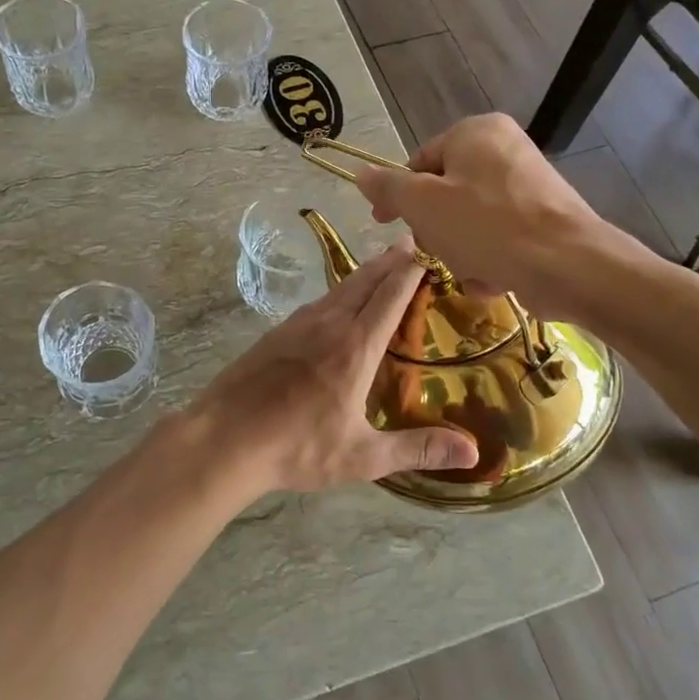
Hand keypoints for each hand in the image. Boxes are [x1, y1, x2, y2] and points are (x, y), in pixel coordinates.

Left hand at [177, 240, 478, 495]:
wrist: (225, 438)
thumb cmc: (298, 447)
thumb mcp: (362, 456)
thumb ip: (417, 449)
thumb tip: (473, 452)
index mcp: (355, 347)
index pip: (390, 297)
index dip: (411, 272)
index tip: (428, 252)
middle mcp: (328, 325)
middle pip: (365, 281)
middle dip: (390, 261)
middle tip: (409, 243)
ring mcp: (298, 326)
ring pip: (339, 288)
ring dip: (364, 273)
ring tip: (381, 265)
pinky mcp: (276, 333)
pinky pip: (318, 302)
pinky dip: (339, 291)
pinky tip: (337, 302)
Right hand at [352, 113, 656, 325]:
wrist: (569, 265)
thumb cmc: (487, 226)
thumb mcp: (423, 205)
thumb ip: (388, 187)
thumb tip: (361, 174)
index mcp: (476, 131)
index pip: (419, 161)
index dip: (398, 196)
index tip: (383, 224)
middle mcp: (505, 148)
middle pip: (445, 193)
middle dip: (436, 231)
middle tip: (437, 251)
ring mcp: (529, 184)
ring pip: (469, 220)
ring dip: (460, 251)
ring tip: (472, 270)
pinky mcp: (545, 218)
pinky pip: (499, 236)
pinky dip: (490, 258)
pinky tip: (494, 278)